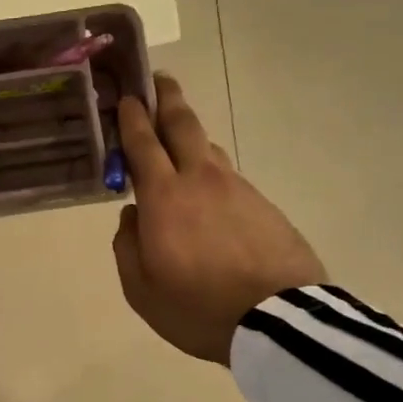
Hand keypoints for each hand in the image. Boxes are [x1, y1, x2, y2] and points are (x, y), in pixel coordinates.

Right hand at [113, 73, 326, 364]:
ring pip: (208, 148)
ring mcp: (238, 189)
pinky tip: (209, 188)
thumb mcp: (141, 289)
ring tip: (178, 135)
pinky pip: (229, 177)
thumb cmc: (197, 308)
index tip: (126, 95)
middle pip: (183, 125)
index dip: (132, 117)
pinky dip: (211, 170)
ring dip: (190, 134)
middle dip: (167, 98)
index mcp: (164, 197)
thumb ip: (127, 246)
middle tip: (158, 80)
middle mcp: (201, 180)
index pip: (143, 143)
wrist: (277, 321)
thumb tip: (131, 216)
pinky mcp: (264, 205)